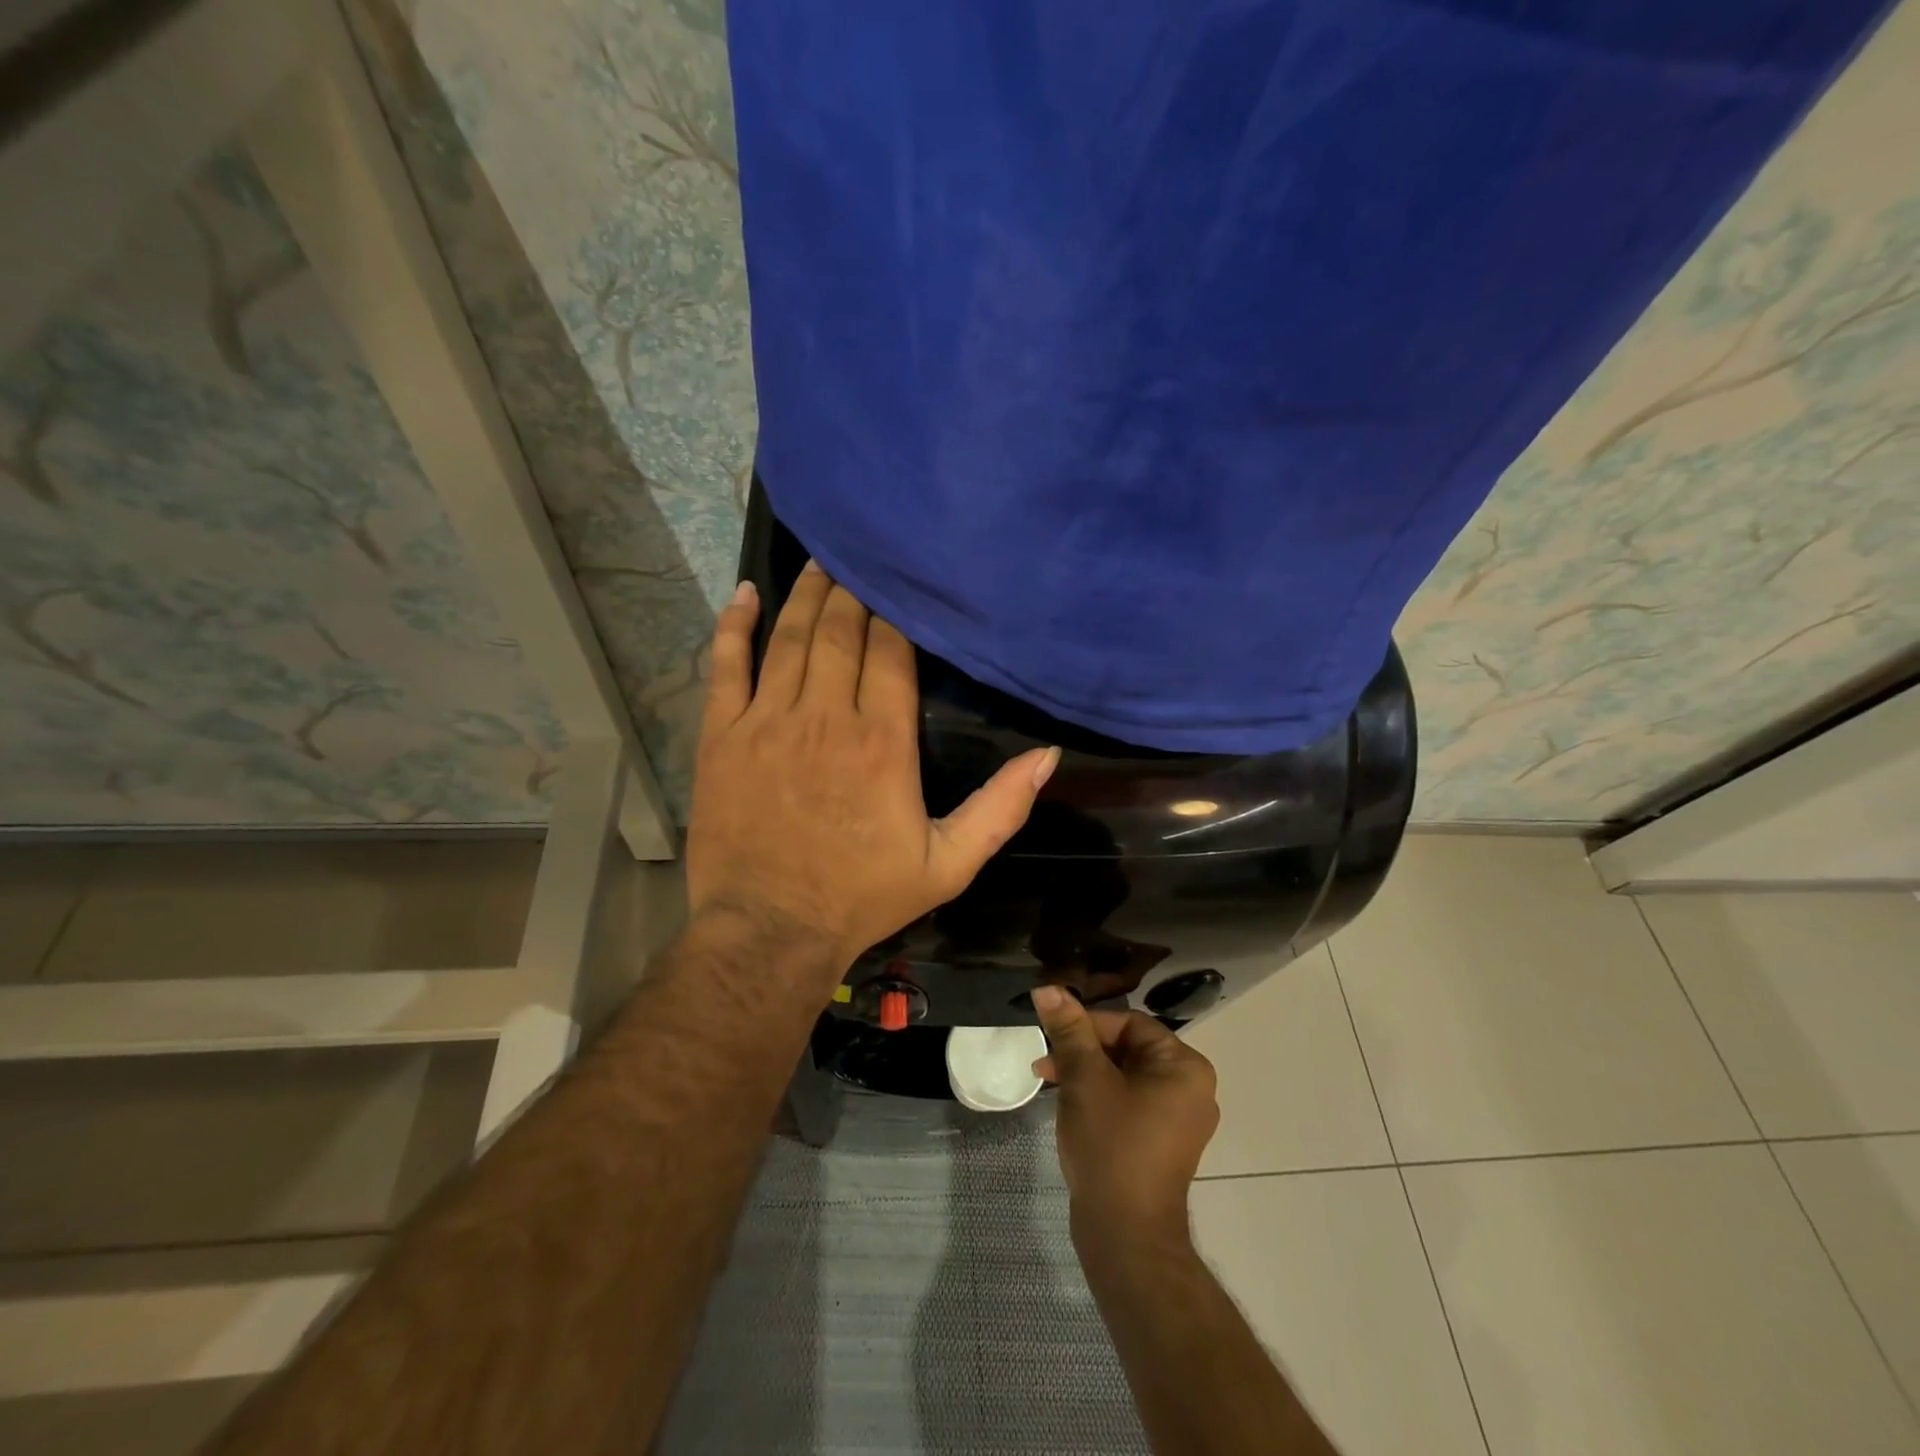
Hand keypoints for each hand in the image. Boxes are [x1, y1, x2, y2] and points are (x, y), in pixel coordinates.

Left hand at [687, 564, 1059, 982]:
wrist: (770, 931)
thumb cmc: (862, 897)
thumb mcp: (949, 865)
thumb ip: (1000, 809)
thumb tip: (1048, 756)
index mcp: (883, 741)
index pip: (891, 651)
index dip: (896, 613)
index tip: (901, 584)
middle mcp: (826, 715)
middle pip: (842, 632)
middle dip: (853, 591)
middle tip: (860, 557)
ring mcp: (767, 721)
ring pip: (791, 638)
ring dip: (808, 595)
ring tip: (821, 560)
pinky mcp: (722, 736)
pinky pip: (726, 666)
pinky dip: (735, 626)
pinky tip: (746, 594)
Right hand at [1031, 986, 1219, 1240]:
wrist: (1126, 1235)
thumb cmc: (1111, 1145)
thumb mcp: (1085, 1078)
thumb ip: (1068, 1030)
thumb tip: (1048, 987)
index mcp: (1184, 1066)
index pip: (1129, 1023)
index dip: (1087, 1024)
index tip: (1051, 1034)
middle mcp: (1191, 1088)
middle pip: (1127, 1048)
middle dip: (1082, 1050)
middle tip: (1045, 1062)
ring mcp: (1178, 1119)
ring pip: (1125, 1076)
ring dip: (1086, 1073)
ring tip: (1049, 1082)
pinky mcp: (1162, 1143)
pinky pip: (1129, 1102)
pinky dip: (1100, 1097)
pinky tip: (1070, 1106)